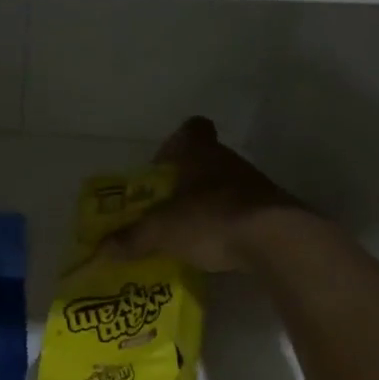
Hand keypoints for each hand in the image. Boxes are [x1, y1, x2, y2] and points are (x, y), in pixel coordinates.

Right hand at [99, 116, 302, 271]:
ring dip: (208, 203)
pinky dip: (230, 224)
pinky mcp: (273, 211)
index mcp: (200, 153)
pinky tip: (218, 247)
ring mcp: (255, 185)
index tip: (162, 166)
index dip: (175, 143)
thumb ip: (132, 239)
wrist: (276, 240)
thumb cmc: (210, 219)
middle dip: (186, 181)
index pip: (191, 129)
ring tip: (190, 231)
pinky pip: (244, 211)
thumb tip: (102, 250)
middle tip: (167, 206)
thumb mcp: (162, 231)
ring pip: (225, 186)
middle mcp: (228, 161)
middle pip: (205, 160)